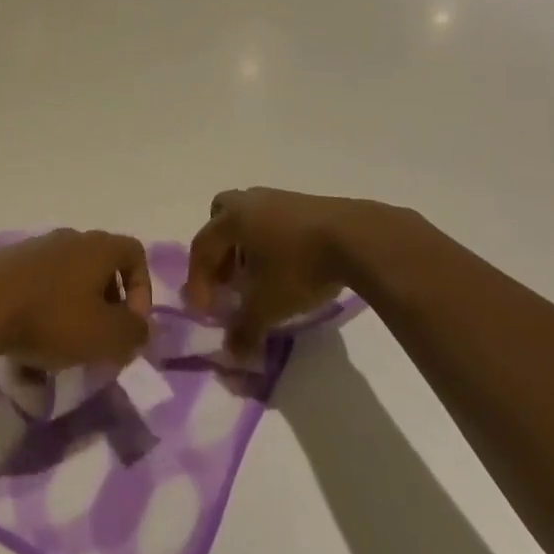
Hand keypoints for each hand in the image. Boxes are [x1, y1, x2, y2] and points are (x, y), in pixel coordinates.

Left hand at [0, 228, 152, 370]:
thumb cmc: (51, 318)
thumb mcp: (105, 335)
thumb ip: (134, 333)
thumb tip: (141, 328)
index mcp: (98, 247)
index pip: (135, 253)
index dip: (142, 289)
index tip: (130, 324)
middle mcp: (69, 238)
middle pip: (101, 266)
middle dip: (107, 305)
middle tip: (99, 339)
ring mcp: (35, 248)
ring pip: (68, 279)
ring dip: (73, 311)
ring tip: (63, 347)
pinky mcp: (6, 263)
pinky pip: (38, 286)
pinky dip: (43, 311)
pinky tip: (30, 342)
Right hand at [185, 188, 368, 355]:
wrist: (356, 238)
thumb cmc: (299, 266)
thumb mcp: (267, 306)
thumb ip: (244, 330)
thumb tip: (232, 355)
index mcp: (231, 219)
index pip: (202, 247)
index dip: (198, 280)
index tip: (206, 311)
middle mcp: (249, 201)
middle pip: (220, 219)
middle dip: (219, 251)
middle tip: (228, 281)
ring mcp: (279, 198)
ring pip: (249, 219)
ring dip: (246, 246)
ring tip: (259, 277)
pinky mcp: (306, 204)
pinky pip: (274, 221)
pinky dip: (270, 242)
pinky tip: (288, 267)